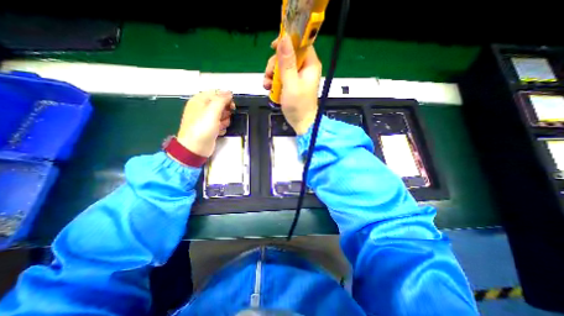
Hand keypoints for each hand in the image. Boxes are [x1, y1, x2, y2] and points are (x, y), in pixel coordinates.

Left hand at [178, 90, 236, 155]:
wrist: (195, 148)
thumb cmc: (202, 128)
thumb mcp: (212, 111)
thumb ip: (221, 100)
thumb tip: (229, 92)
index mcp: (200, 100)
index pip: (217, 93)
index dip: (226, 98)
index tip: (231, 105)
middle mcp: (203, 108)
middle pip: (221, 104)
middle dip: (225, 111)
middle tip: (223, 117)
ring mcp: (207, 119)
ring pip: (223, 115)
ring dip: (225, 120)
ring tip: (219, 125)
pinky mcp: (211, 128)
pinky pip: (222, 124)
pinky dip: (222, 127)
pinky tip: (218, 131)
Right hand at [262, 35, 318, 133]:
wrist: (301, 123)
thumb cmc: (299, 106)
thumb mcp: (292, 84)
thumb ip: (287, 63)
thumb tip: (284, 38)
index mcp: (310, 65)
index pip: (301, 43)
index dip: (288, 41)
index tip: (273, 46)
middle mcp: (305, 68)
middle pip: (288, 55)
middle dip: (275, 64)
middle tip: (269, 75)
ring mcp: (298, 77)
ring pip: (282, 67)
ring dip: (272, 75)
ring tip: (267, 86)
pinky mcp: (292, 85)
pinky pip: (281, 77)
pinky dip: (273, 82)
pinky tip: (269, 89)